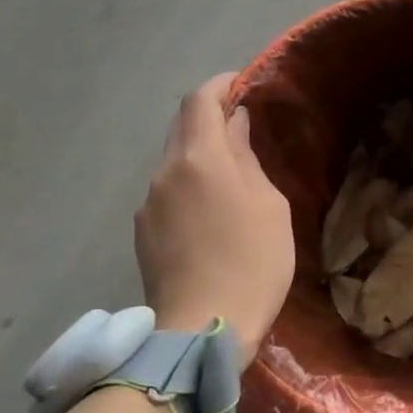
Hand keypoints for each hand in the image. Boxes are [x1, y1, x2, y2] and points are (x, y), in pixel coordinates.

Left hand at [135, 73, 294, 347]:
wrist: (203, 328)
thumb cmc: (254, 261)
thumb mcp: (269, 205)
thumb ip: (248, 159)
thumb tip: (235, 127)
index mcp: (199, 159)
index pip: (200, 101)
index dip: (221, 85)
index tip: (243, 83)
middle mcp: (165, 172)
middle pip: (182, 127)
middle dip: (210, 118)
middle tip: (244, 126)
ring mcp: (148, 204)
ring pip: (174, 161)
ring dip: (201, 155)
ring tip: (233, 175)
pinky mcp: (143, 232)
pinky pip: (168, 192)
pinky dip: (190, 185)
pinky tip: (212, 214)